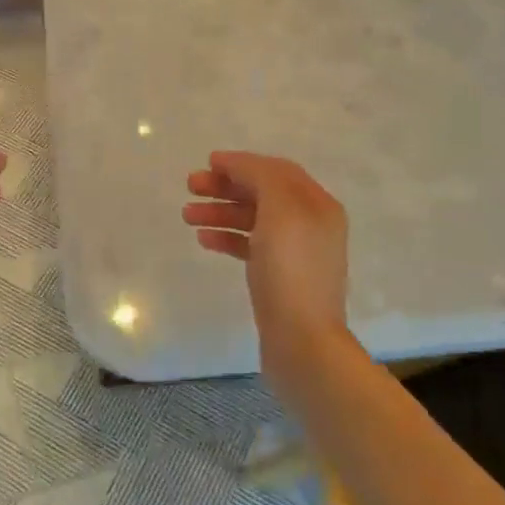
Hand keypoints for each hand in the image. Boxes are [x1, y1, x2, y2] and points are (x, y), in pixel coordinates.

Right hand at [182, 152, 352, 384]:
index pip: (277, 171)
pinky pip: (250, 246)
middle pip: (263, 193)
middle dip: (226, 187)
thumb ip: (261, 177)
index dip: (243, 163)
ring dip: (220, 211)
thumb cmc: (291, 270)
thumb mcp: (280, 210)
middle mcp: (309, 224)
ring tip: (187, 215)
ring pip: (252, 220)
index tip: (208, 163)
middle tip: (191, 186)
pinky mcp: (278, 277)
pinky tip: (204, 239)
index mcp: (317, 205)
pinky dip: (227, 238)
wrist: (302, 341)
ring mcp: (294, 253)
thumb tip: (237, 165)